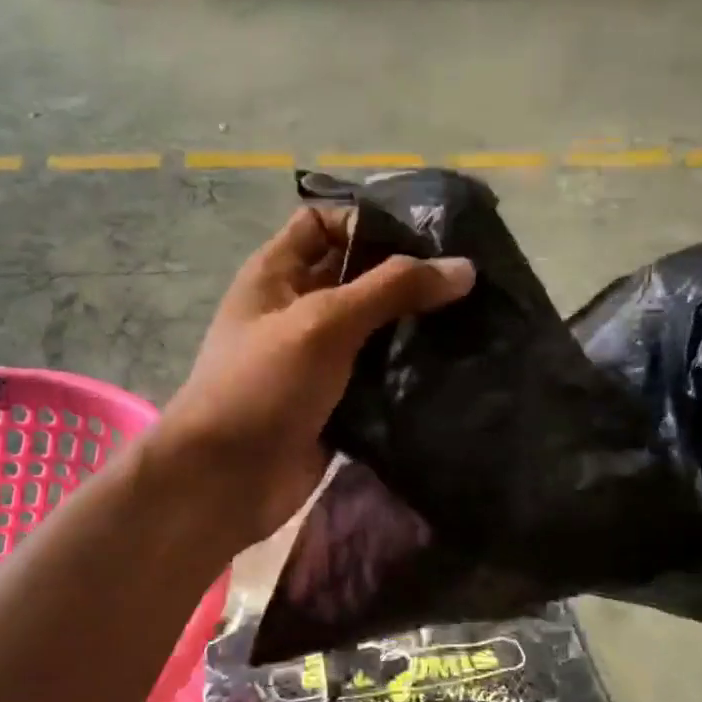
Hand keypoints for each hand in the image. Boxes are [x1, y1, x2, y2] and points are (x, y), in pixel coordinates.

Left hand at [152, 207, 474, 548]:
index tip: (431, 234)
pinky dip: (406, 372)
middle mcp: (295, 311)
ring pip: (372, 331)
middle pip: (356, 277)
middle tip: (473, 279)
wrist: (225, 480)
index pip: (323, 224)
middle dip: (406, 276)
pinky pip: (376, 377)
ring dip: (413, 328)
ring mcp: (315, 361)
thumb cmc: (262, 386)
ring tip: (476, 320)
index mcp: (276, 274)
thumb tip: (463, 268)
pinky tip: (452, 367)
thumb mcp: (324, 322)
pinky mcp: (334, 404)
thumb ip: (391, 290)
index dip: (369, 221)